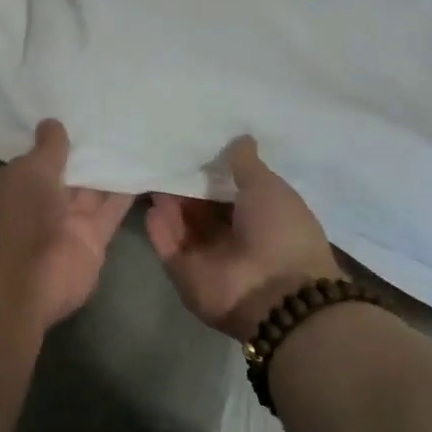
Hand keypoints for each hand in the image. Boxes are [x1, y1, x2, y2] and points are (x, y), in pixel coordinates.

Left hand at [0, 120, 134, 329]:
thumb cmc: (16, 215)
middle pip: (66, 177)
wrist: (25, 278)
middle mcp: (37, 207)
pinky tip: (144, 166)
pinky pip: (111, 211)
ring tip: (134, 136)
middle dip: (85, 154)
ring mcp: (65, 226)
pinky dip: (126, 193)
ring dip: (109, 170)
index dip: (54, 144)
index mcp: (11, 188)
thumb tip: (52, 123)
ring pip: (91, 193)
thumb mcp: (29, 171)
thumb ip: (47, 149)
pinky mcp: (92, 241)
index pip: (34, 162)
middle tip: (112, 119)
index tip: (76, 117)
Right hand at [145, 136, 340, 340]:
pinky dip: (159, 226)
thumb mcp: (268, 187)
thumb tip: (241, 138)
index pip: (231, 192)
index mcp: (262, 218)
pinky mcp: (184, 273)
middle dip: (187, 185)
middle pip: (203, 208)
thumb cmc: (281, 232)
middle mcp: (234, 238)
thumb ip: (246, 165)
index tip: (195, 146)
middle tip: (165, 155)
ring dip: (170, 202)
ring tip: (154, 172)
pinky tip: (151, 202)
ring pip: (182, 224)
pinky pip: (167, 245)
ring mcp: (208, 258)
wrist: (274, 293)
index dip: (215, 171)